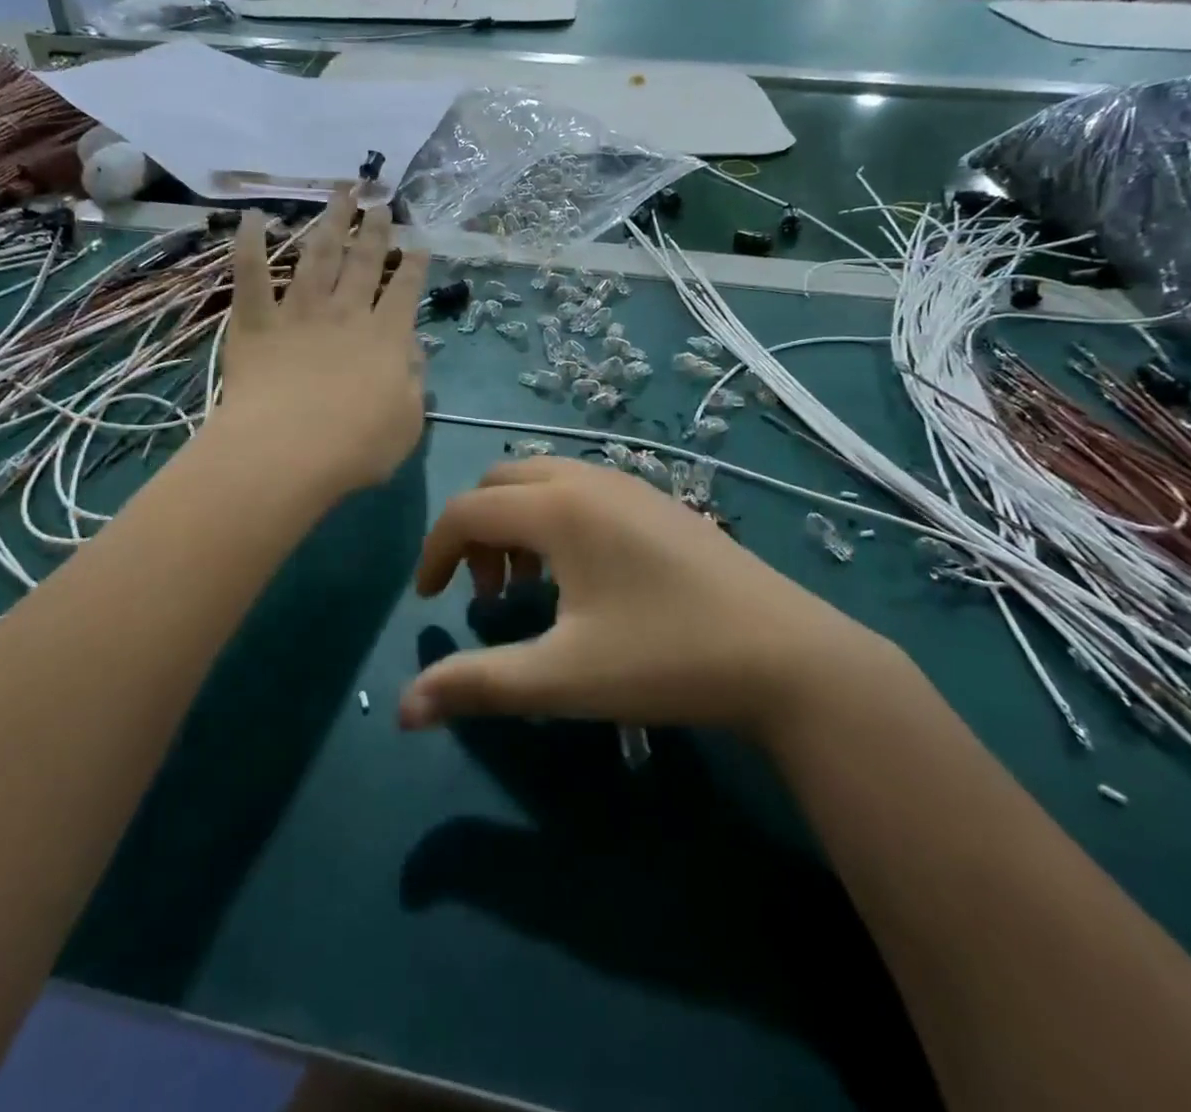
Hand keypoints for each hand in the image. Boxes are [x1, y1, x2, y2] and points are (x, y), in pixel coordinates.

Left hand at [217, 189, 428, 495]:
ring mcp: (299, 313)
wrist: (287, 451)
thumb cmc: (356, 446)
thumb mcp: (407, 422)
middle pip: (363, 263)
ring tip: (340, 193)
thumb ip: (413, 381)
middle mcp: (346, 314)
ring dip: (330, 223)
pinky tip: (252, 216)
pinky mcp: (256, 322)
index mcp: (386, 338)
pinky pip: (250, 275)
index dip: (413, 267)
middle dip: (374, 232)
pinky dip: (249, 243)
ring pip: (317, 256)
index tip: (418, 245)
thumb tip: (412, 350)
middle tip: (380, 204)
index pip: (404, 292)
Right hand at [400, 457, 885, 732]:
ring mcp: (628, 485)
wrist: (786, 655)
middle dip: (475, 532)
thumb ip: (478, 685)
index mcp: (558, 507)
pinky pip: (580, 490)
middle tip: (484, 594)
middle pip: (499, 483)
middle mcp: (588, 480)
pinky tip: (580, 578)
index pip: (466, 511)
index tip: (429, 603)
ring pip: (542, 482)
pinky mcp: (657, 501)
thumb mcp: (562, 677)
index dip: (434, 553)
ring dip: (515, 524)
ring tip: (528, 589)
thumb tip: (404, 709)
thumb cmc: (665, 659)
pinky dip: (553, 520)